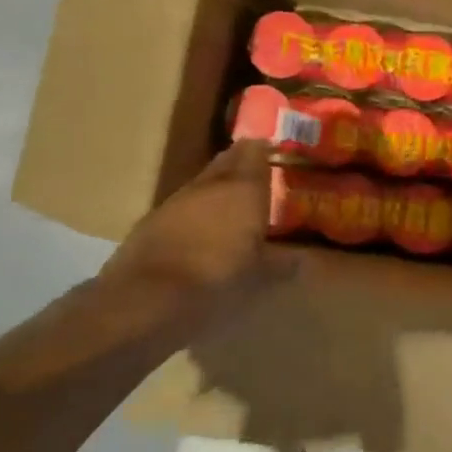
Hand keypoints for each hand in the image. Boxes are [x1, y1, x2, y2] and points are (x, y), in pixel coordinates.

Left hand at [91, 141, 293, 345]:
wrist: (145, 301)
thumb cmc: (217, 280)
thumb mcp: (261, 277)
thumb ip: (285, 263)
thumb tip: (305, 260)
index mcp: (243, 188)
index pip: (255, 150)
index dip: (267, 150)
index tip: (279, 157)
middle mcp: (210, 184)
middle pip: (228, 160)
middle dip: (242, 166)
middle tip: (260, 180)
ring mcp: (176, 200)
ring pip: (203, 183)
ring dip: (217, 191)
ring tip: (232, 209)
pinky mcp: (150, 221)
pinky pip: (182, 207)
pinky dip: (195, 214)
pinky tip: (201, 235)